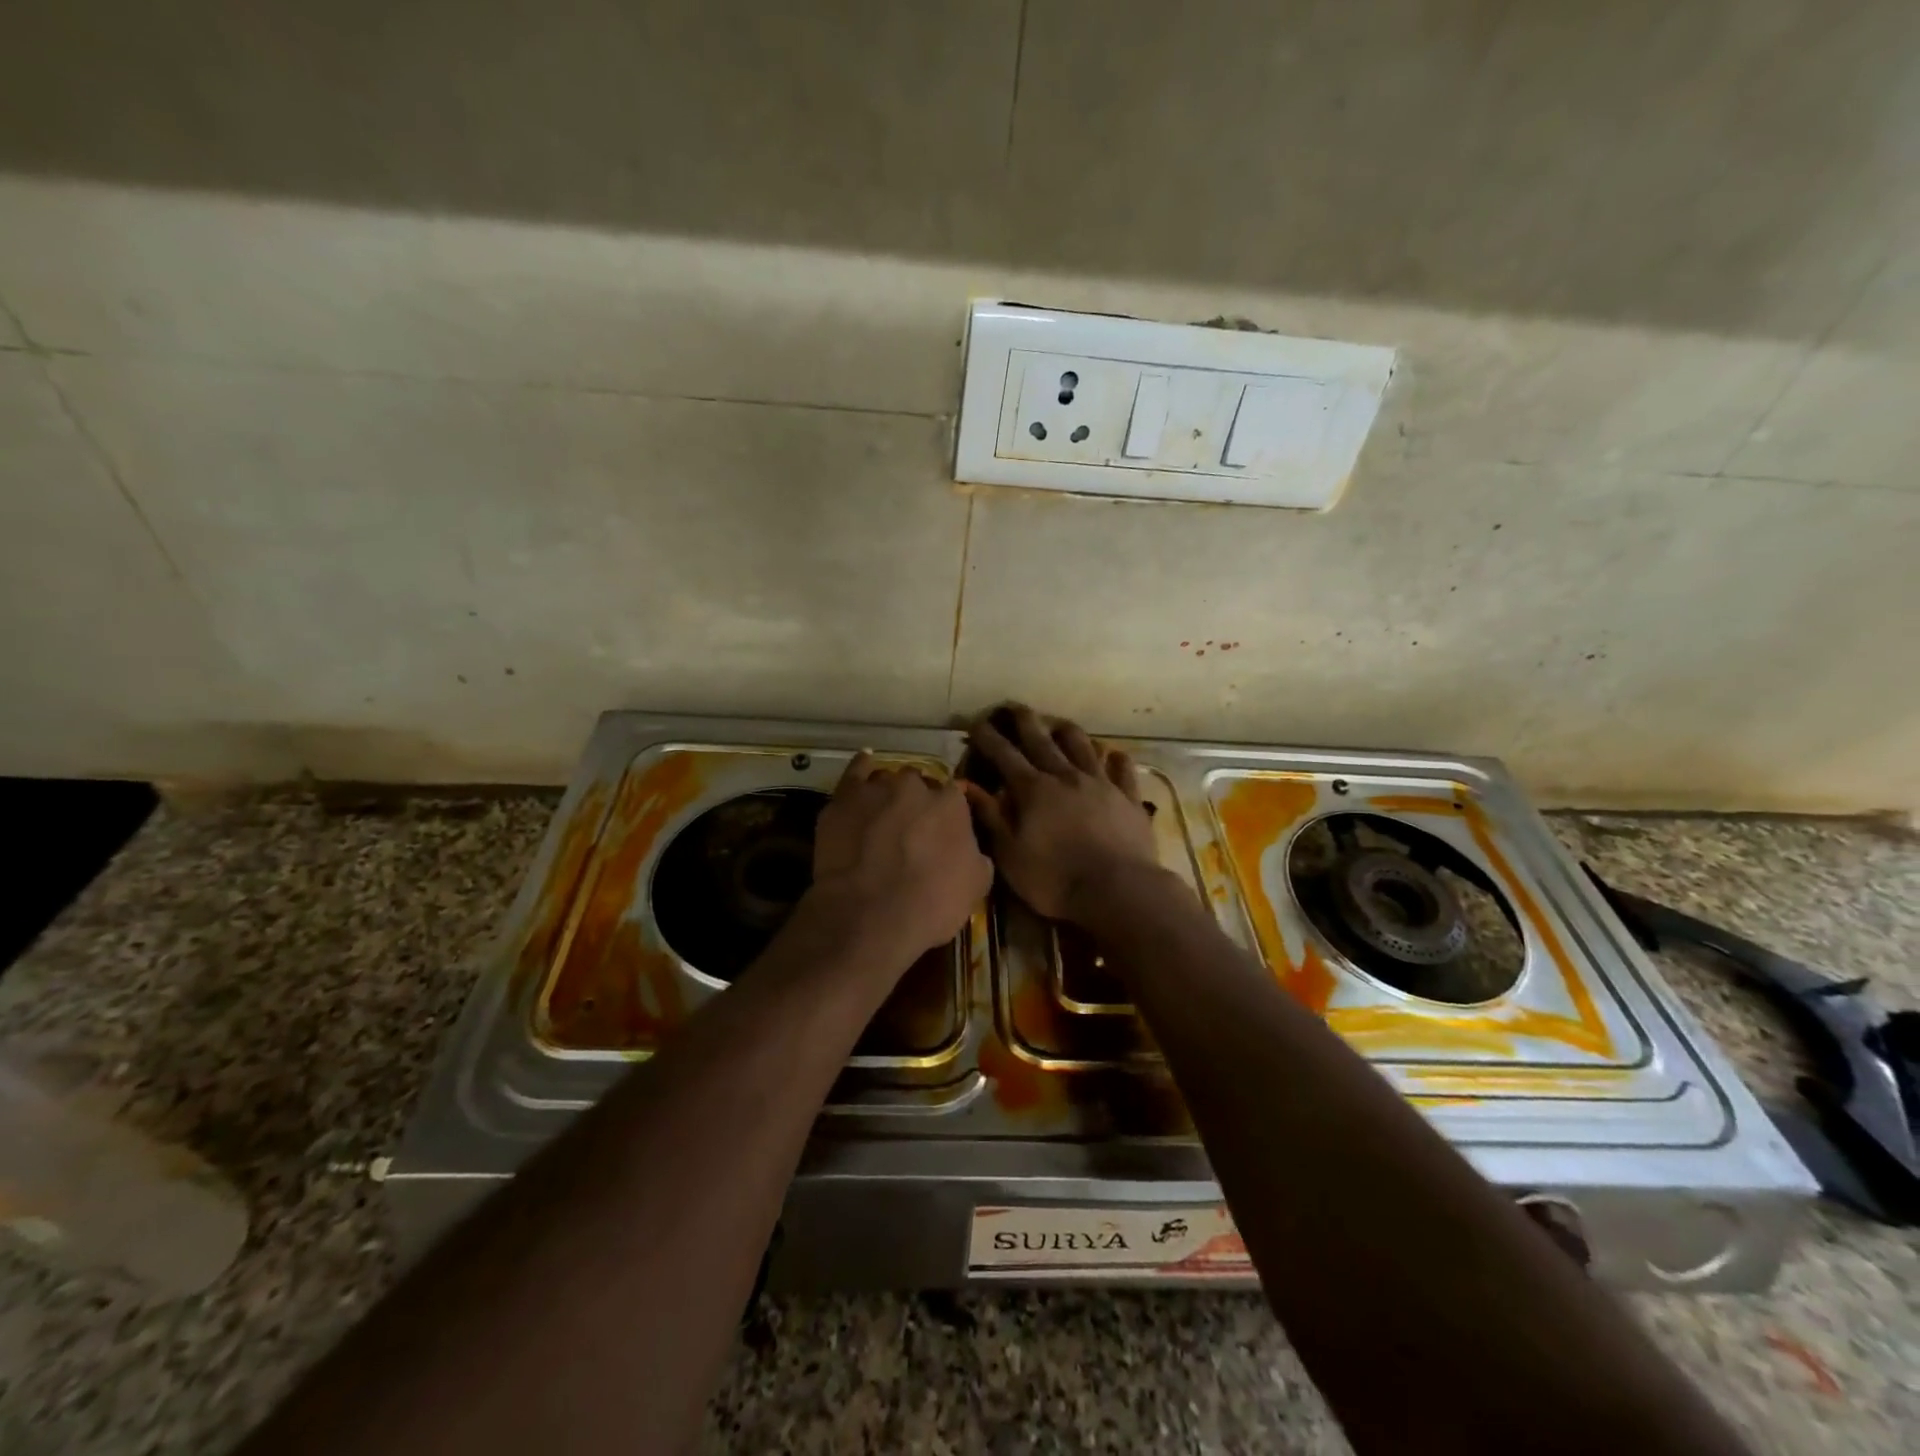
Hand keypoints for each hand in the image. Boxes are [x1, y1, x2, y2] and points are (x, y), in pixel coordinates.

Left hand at [811, 753, 992, 961]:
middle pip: (918, 784)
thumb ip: (975, 855)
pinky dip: (861, 767)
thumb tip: (969, 848)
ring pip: (886, 780)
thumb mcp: (976, 885)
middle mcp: (915, 787)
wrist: (871, 914)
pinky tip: (865, 765)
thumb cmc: (931, 903)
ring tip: (882, 816)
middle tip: (910, 829)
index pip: (954, 796)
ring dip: (887, 793)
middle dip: (916, 802)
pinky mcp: (844, 799)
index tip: (941, 832)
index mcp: (951, 804)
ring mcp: (877, 789)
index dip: (947, 814)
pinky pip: (855, 772)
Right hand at [961, 705, 1161, 924]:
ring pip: (1082, 745)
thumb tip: (966, 786)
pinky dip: (1116, 758)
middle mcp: (1065, 776)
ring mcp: (1100, 783)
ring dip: (1067, 731)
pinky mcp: (1128, 798)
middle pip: (1041, 739)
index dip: (988, 737)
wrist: (1117, 890)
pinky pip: (1122, 770)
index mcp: (1033, 789)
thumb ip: (989, 816)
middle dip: (1024, 721)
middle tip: (1014, 707)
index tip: (976, 722)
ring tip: (1058, 724)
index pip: (1004, 754)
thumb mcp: (1009, 854)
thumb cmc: (1054, 878)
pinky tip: (1113, 753)